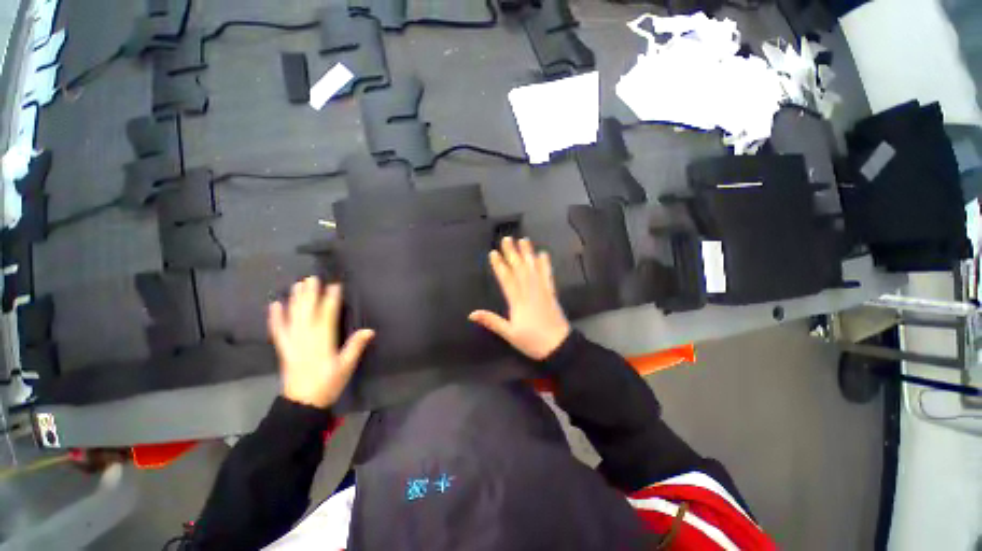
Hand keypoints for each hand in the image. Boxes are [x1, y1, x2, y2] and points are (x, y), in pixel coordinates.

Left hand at [268, 277, 374, 408]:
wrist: (302, 403)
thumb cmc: (328, 383)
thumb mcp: (346, 367)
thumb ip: (355, 347)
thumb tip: (369, 330)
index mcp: (322, 341)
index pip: (327, 315)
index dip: (331, 299)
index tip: (335, 285)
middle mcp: (305, 337)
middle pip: (308, 312)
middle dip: (310, 294)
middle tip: (312, 278)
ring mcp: (292, 342)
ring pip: (293, 317)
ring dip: (295, 300)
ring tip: (297, 285)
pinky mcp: (284, 348)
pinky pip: (278, 330)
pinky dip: (275, 317)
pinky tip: (274, 305)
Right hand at [469, 237, 570, 360]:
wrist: (559, 346)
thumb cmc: (532, 342)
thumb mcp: (509, 334)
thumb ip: (491, 321)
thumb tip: (471, 314)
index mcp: (517, 301)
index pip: (506, 279)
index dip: (499, 265)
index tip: (493, 253)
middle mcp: (529, 291)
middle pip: (519, 269)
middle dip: (512, 253)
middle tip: (507, 239)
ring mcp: (542, 290)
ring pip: (533, 268)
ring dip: (528, 253)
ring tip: (524, 240)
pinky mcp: (551, 293)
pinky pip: (547, 275)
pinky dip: (545, 264)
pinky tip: (543, 254)